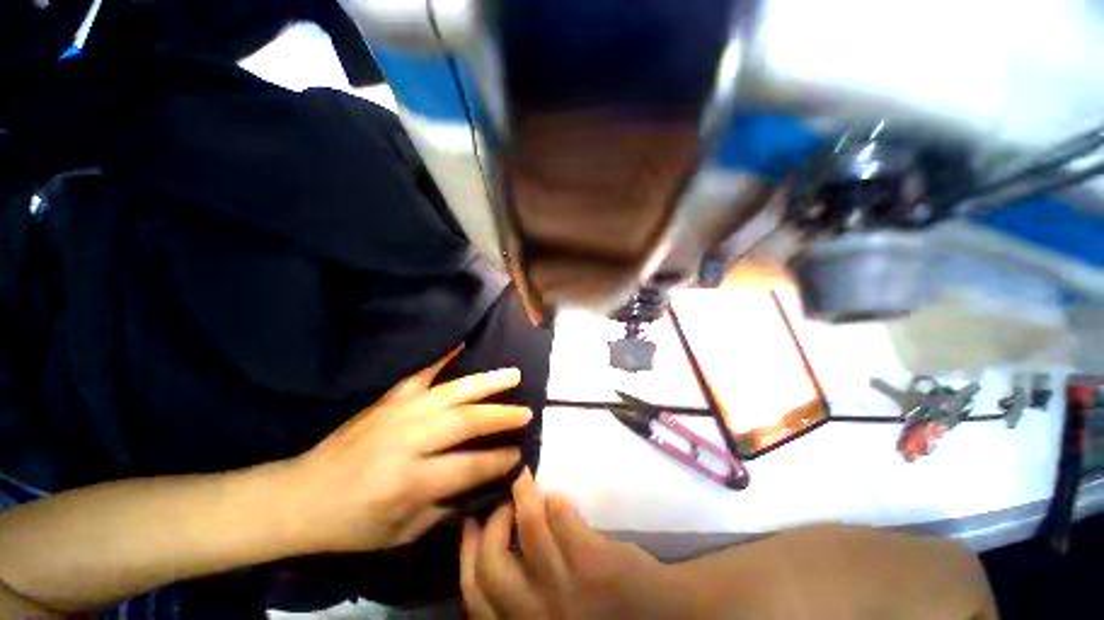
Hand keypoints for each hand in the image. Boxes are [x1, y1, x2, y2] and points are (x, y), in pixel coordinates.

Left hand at [277, 350, 530, 553]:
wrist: (300, 495)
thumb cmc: (351, 524)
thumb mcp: (400, 533)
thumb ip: (445, 506)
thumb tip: (481, 482)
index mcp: (409, 481)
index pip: (469, 467)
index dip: (498, 461)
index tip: (520, 453)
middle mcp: (408, 440)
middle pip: (465, 421)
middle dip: (501, 416)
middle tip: (527, 412)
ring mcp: (399, 413)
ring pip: (453, 392)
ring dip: (487, 383)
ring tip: (514, 375)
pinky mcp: (388, 399)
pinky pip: (422, 374)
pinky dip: (444, 358)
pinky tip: (463, 345)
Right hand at [461, 469, 679, 619]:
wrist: (662, 619)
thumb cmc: (601, 619)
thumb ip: (523, 598)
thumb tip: (500, 549)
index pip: (475, 597)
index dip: (466, 556)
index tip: (469, 524)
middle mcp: (537, 615)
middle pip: (492, 565)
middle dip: (491, 526)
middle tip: (499, 503)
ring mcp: (567, 588)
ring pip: (529, 531)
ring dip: (523, 497)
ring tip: (523, 479)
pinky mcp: (592, 562)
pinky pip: (562, 520)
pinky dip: (554, 503)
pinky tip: (555, 496)